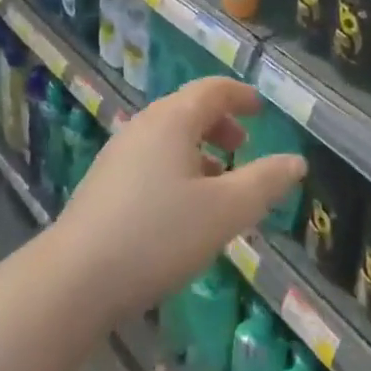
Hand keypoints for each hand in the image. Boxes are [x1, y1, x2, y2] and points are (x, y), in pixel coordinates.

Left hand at [56, 77, 305, 322]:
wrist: (72, 280)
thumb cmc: (157, 236)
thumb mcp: (224, 212)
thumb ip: (264, 183)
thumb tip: (297, 162)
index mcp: (173, 119)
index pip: (213, 90)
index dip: (241, 96)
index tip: (261, 110)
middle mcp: (145, 124)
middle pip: (189, 109)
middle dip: (221, 124)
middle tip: (244, 149)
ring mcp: (119, 152)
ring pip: (169, 136)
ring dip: (199, 149)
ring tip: (219, 183)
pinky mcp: (104, 182)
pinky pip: (152, 158)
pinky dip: (177, 166)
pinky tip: (181, 208)